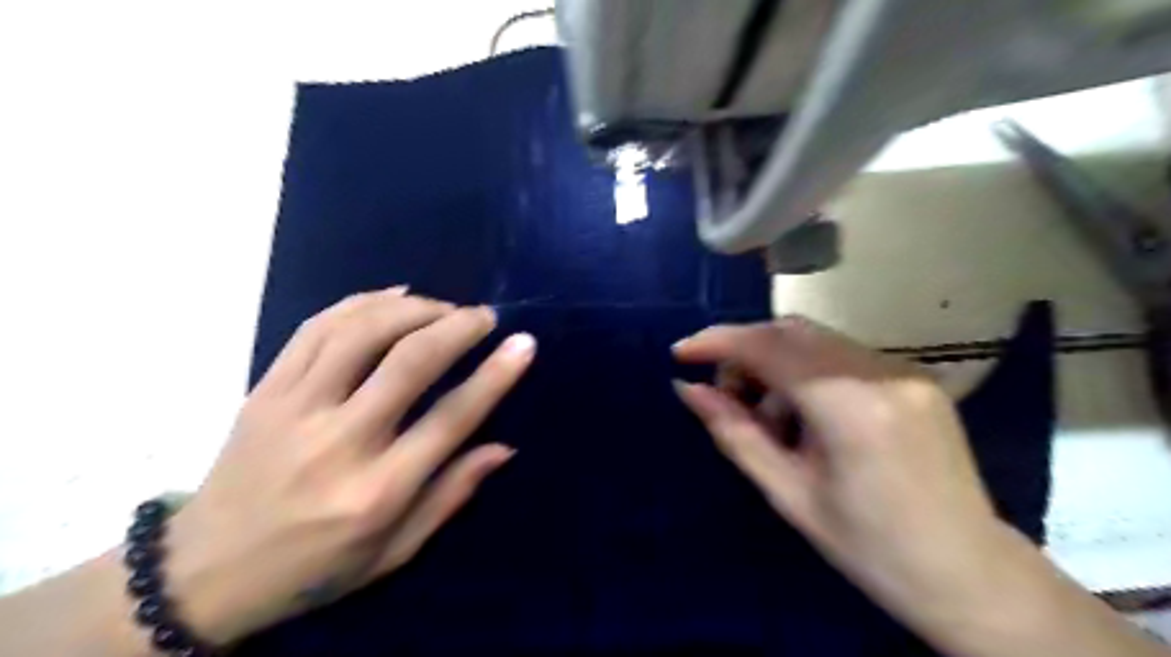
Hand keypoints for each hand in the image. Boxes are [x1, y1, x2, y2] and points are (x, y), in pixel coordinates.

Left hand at [159, 288, 533, 645]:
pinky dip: (362, 301)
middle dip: (457, 327)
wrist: (206, 571)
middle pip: (409, 362)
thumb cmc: (316, 567)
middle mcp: (338, 442)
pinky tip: (395, 294)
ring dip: (414, 308)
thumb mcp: (395, 551)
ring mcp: (294, 409)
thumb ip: (452, 495)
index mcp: (377, 491)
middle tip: (486, 315)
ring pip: (361, 331)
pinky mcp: (265, 390)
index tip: (523, 344)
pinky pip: (316, 327)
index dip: (494, 375)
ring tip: (445, 307)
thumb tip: (504, 447)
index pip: (451, 418)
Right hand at [673, 318, 1011, 626]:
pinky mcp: (914, 377)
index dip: (718, 342)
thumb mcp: (788, 493)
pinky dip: (807, 372)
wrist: (968, 573)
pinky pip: (842, 356)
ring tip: (767, 417)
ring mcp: (903, 370)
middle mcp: (880, 372)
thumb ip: (735, 433)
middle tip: (724, 393)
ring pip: (815, 341)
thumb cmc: (869, 547)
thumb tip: (688, 390)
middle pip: (790, 332)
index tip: (681, 352)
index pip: (768, 347)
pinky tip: (805, 415)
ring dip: (775, 363)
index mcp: (849, 407)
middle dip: (745, 352)